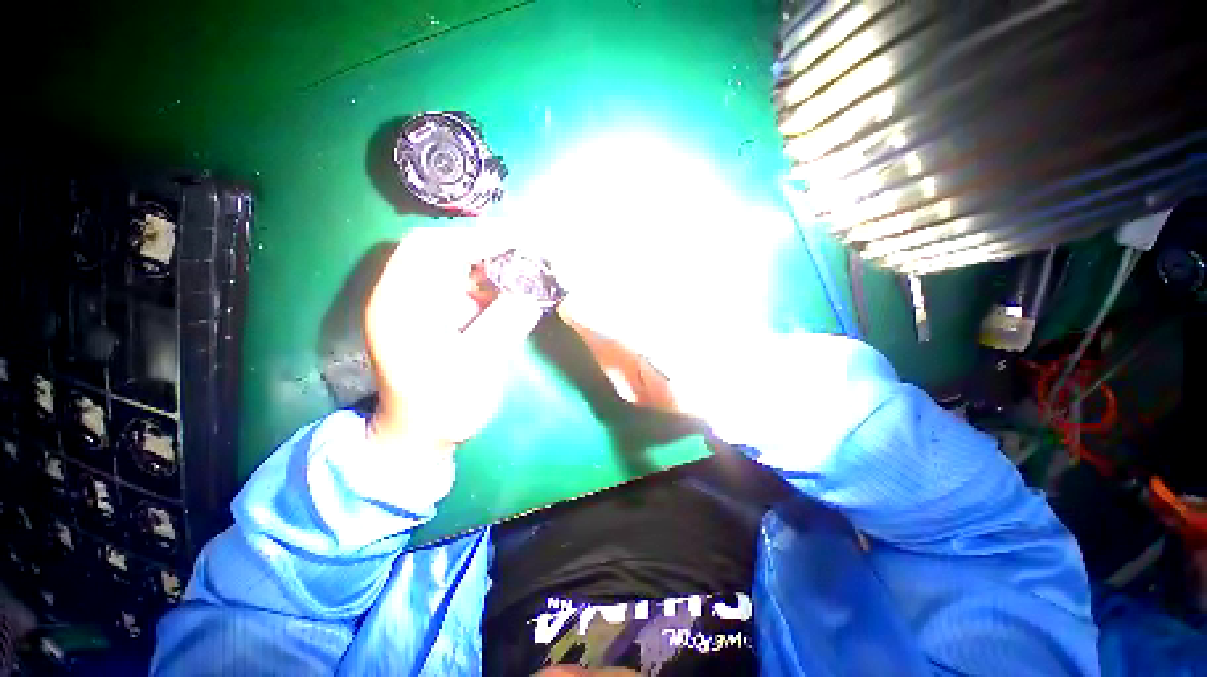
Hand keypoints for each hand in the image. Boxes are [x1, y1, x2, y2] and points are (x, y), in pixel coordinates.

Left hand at [364, 228, 543, 451]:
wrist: (420, 432)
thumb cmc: (442, 407)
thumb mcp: (475, 369)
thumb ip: (503, 326)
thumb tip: (533, 293)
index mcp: (399, 306)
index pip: (430, 249)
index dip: (476, 240)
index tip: (519, 242)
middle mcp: (404, 294)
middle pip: (442, 247)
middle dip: (486, 246)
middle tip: (526, 252)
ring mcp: (420, 302)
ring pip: (455, 262)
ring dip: (491, 261)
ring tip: (526, 266)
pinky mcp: (437, 311)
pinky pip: (464, 282)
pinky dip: (491, 279)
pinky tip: (514, 287)